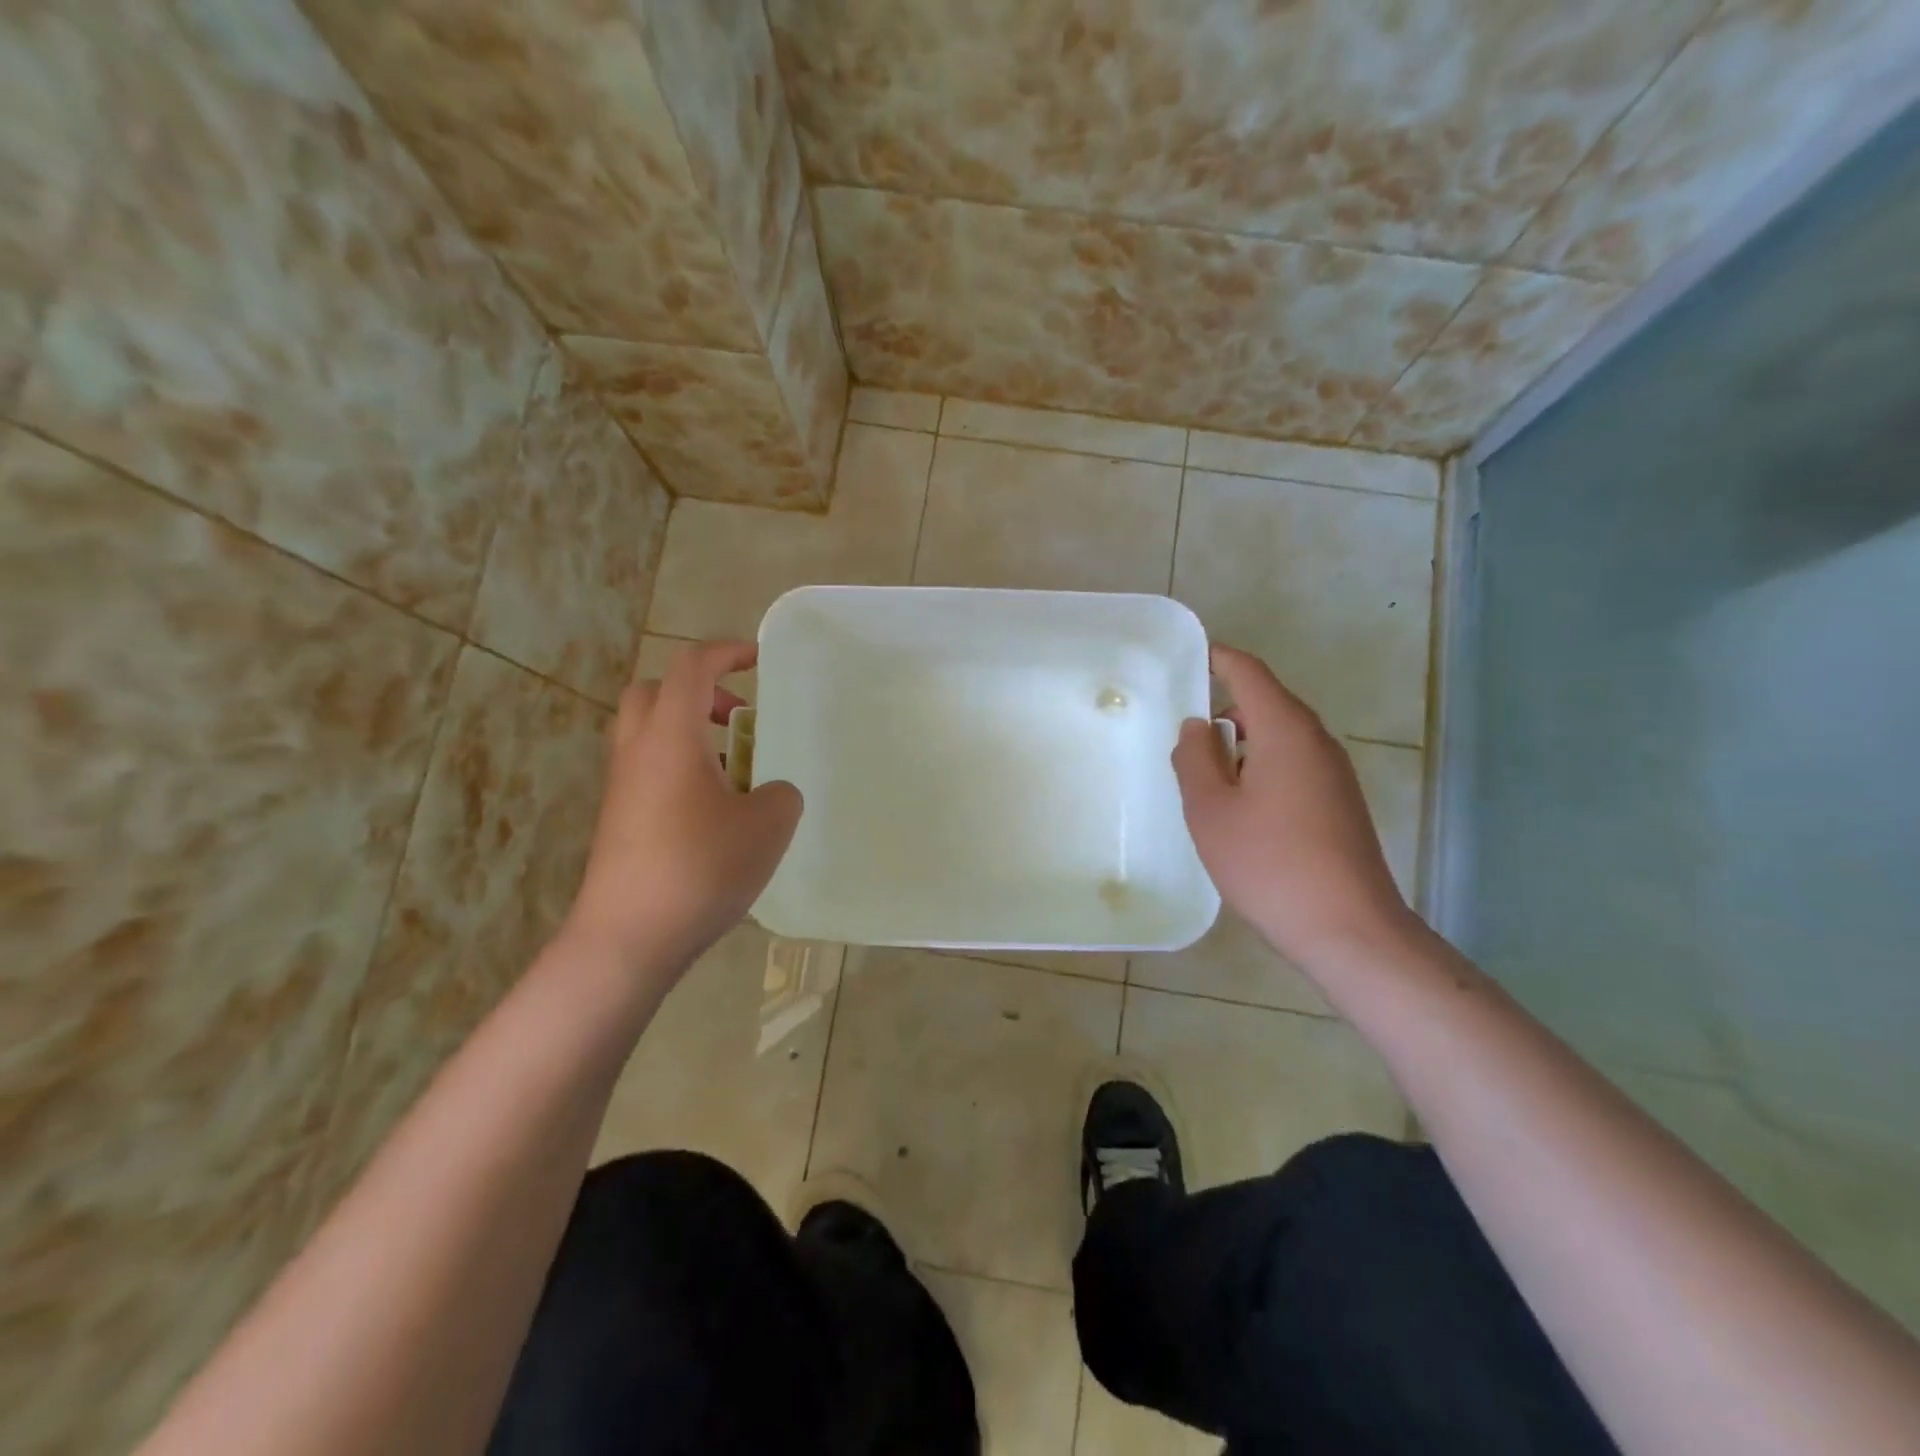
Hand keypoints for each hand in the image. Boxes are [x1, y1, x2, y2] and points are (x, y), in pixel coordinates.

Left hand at [563, 641, 802, 976]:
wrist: (627, 938)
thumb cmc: (700, 868)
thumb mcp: (768, 825)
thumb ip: (780, 793)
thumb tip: (768, 792)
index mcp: (671, 736)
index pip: (692, 666)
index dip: (727, 652)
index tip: (760, 660)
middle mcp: (638, 751)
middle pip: (655, 691)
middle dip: (699, 691)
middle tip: (737, 718)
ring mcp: (622, 787)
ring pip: (648, 733)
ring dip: (690, 732)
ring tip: (734, 770)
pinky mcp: (618, 820)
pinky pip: (648, 770)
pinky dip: (680, 768)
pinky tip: (714, 812)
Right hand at [1172, 644, 1413, 965]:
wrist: (1349, 929)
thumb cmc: (1269, 863)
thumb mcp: (1211, 810)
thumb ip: (1195, 758)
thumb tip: (1198, 726)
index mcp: (1286, 730)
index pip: (1249, 673)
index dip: (1219, 659)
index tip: (1190, 659)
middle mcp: (1317, 742)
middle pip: (1266, 703)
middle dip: (1225, 709)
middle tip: (1182, 732)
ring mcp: (1334, 774)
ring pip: (1280, 738)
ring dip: (1242, 744)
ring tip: (1204, 776)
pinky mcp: (1340, 804)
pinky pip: (1293, 766)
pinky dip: (1261, 769)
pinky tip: (1240, 808)